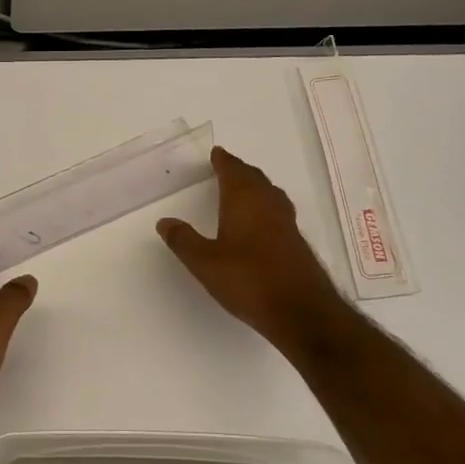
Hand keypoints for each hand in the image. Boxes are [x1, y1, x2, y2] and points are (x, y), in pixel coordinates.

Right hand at [158, 146, 347, 349]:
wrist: (300, 310)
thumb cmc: (248, 280)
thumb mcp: (205, 263)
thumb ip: (184, 240)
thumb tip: (165, 221)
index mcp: (244, 201)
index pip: (233, 172)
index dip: (224, 161)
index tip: (217, 153)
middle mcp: (268, 205)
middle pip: (255, 179)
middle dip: (240, 171)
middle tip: (227, 167)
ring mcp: (286, 224)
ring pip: (269, 194)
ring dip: (255, 186)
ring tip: (243, 188)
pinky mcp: (295, 243)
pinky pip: (277, 211)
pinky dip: (265, 206)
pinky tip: (261, 221)